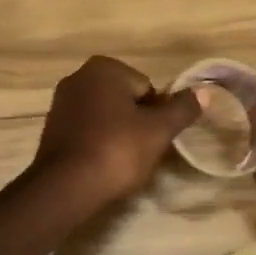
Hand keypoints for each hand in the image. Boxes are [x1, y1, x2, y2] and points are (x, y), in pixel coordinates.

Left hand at [32, 56, 198, 208]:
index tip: (154, 137)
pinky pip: (87, 130)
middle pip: (125, 100)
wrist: (66, 186)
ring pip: (105, 115)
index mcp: (103, 68)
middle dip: (136, 122)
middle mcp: (78, 77)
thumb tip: (203, 92)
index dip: (156, 114)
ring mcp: (61, 103)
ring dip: (117, 133)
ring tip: (122, 161)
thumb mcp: (158, 130)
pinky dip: (97, 142)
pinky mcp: (52, 128)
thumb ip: (182, 109)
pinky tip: (102, 164)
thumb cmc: (117, 150)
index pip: (147, 87)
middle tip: (141, 150)